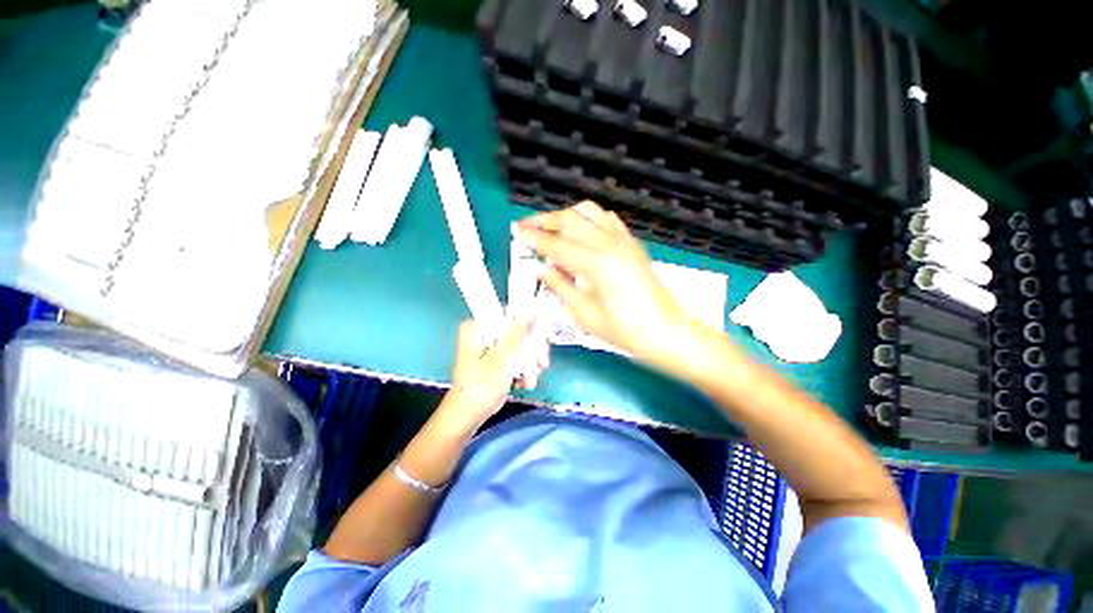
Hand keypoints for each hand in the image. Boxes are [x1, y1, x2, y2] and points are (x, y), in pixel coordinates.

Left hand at [444, 318, 548, 428]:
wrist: (468, 416)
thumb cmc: (479, 387)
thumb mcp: (500, 358)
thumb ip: (516, 334)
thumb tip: (529, 311)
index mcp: (479, 327)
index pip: (509, 315)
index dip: (528, 324)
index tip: (542, 336)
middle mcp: (486, 333)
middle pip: (518, 331)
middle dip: (532, 349)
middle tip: (541, 362)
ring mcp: (494, 347)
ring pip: (522, 345)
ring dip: (530, 363)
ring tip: (531, 378)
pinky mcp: (500, 360)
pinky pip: (518, 357)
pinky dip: (524, 370)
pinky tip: (525, 382)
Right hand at [514, 201, 695, 363]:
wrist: (665, 331)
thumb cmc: (624, 330)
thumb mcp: (585, 314)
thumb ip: (560, 286)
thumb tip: (541, 270)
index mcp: (596, 264)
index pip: (556, 245)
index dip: (533, 237)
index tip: (515, 231)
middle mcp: (610, 244)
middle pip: (570, 219)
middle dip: (544, 220)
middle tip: (526, 227)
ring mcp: (624, 240)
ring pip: (589, 212)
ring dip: (566, 216)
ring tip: (551, 228)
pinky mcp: (632, 243)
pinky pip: (606, 219)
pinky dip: (588, 219)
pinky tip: (580, 231)